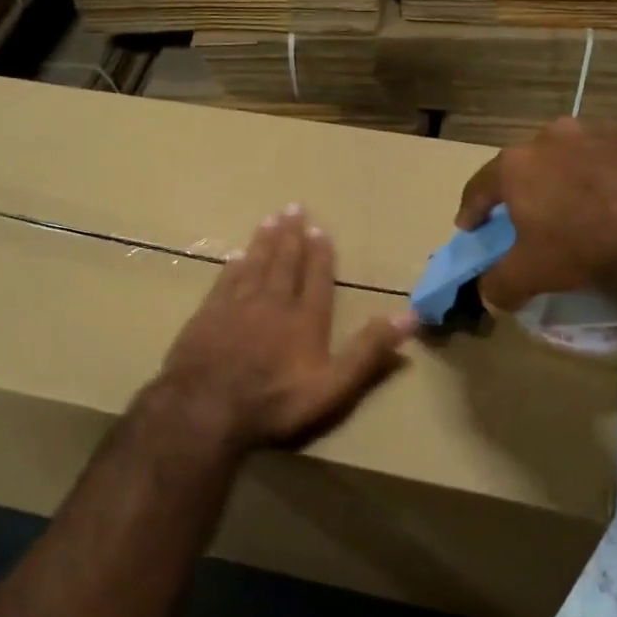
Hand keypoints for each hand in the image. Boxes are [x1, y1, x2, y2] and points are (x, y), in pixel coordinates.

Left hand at [157, 204, 417, 450]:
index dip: (320, 254)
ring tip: (271, 219)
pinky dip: (233, 266)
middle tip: (294, 207)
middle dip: (292, 236)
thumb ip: (369, 351)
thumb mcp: (334, 386)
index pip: (316, 278)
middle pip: (284, 262)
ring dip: (264, 241)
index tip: (320, 229)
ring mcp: (236, 307)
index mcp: (305, 319)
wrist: (205, 408)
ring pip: (254, 265)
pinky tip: (235, 255)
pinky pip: (224, 281)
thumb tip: (410, 316)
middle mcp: (273, 303)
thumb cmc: (275, 401)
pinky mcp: (207, 316)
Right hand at [456, 118, 616, 310]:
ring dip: (573, 177)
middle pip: (529, 165)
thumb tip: (488, 293)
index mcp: (517, 165)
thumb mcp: (531, 275)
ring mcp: (602, 130)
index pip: (479, 187)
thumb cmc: (584, 244)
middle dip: (526, 189)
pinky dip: (616, 175)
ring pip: (576, 156)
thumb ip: (499, 284)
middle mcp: (554, 136)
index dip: (472, 210)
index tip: (469, 227)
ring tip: (585, 205)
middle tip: (531, 215)